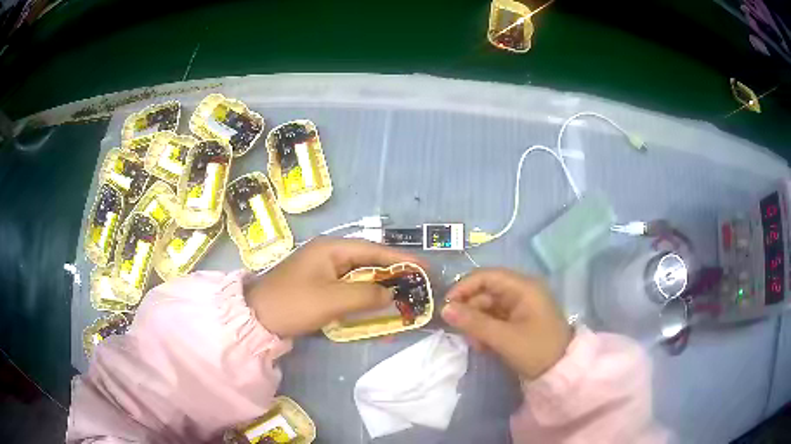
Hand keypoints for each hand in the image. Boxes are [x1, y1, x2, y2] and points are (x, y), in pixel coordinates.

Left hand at [245, 238, 423, 337]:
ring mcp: (322, 270)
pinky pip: (348, 289)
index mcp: (332, 248)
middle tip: (418, 285)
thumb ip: (366, 294)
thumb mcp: (332, 299)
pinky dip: (363, 297)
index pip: (374, 250)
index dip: (402, 259)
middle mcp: (329, 254)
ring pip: (359, 276)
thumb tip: (391, 294)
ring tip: (403, 296)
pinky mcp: (319, 286)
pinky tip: (376, 307)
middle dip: (393, 274)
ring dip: (379, 287)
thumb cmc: (294, 303)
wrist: (257, 318)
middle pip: (368, 262)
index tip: (425, 267)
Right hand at [441, 268, 571, 379]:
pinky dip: (486, 330)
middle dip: (470, 310)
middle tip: (460, 331)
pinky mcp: (519, 320)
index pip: (487, 276)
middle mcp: (522, 292)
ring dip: (477, 323)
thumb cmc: (536, 350)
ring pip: (488, 307)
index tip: (446, 306)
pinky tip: (484, 346)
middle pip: (486, 292)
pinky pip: (496, 318)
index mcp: (523, 287)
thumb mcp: (504, 338)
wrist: (560, 372)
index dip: (464, 287)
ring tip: (476, 344)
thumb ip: (474, 323)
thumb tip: (444, 309)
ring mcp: (521, 306)